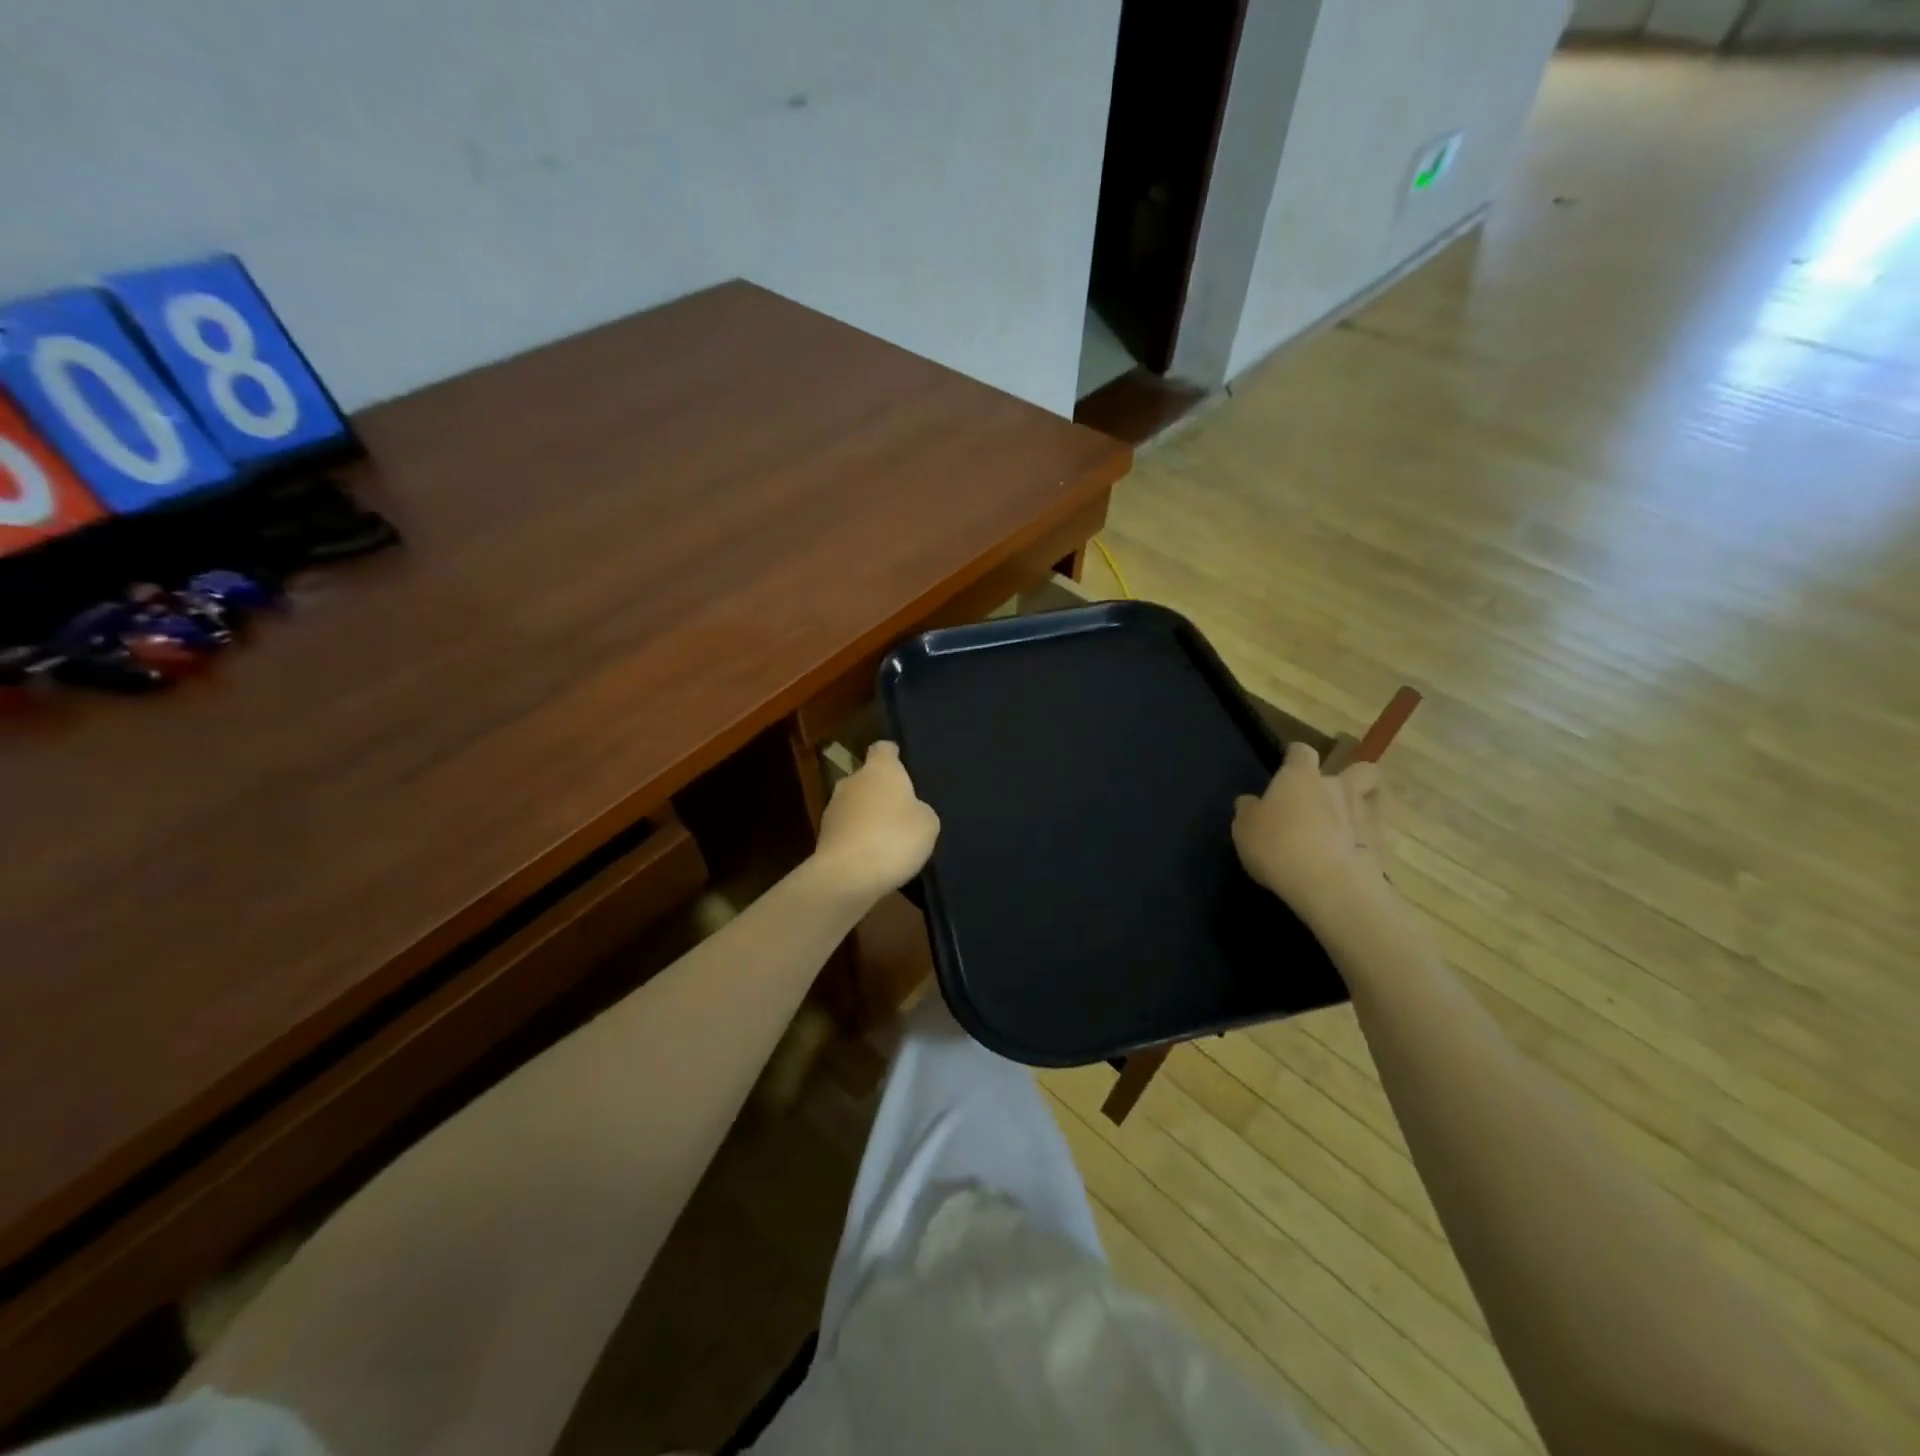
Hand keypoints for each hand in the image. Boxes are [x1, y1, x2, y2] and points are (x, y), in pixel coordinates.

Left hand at [811, 741, 939, 901]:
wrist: (847, 876)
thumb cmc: (894, 838)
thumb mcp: (928, 823)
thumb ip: (919, 809)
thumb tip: (909, 810)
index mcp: (880, 769)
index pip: (884, 749)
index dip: (893, 755)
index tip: (902, 765)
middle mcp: (852, 781)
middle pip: (867, 779)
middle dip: (881, 792)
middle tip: (902, 812)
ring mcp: (832, 808)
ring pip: (855, 805)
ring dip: (867, 817)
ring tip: (887, 840)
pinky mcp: (823, 836)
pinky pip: (846, 831)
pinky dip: (857, 839)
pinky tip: (871, 858)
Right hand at [1233, 742, 1398, 934]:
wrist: (1328, 885)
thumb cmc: (1277, 846)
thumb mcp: (1244, 828)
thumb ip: (1249, 810)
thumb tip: (1251, 802)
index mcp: (1300, 777)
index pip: (1301, 752)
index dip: (1295, 758)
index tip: (1287, 769)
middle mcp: (1337, 787)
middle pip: (1357, 769)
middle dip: (1349, 778)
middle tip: (1329, 798)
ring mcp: (1364, 815)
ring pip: (1373, 799)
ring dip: (1361, 808)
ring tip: (1344, 827)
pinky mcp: (1381, 846)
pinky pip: (1375, 836)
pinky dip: (1366, 842)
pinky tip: (1352, 857)